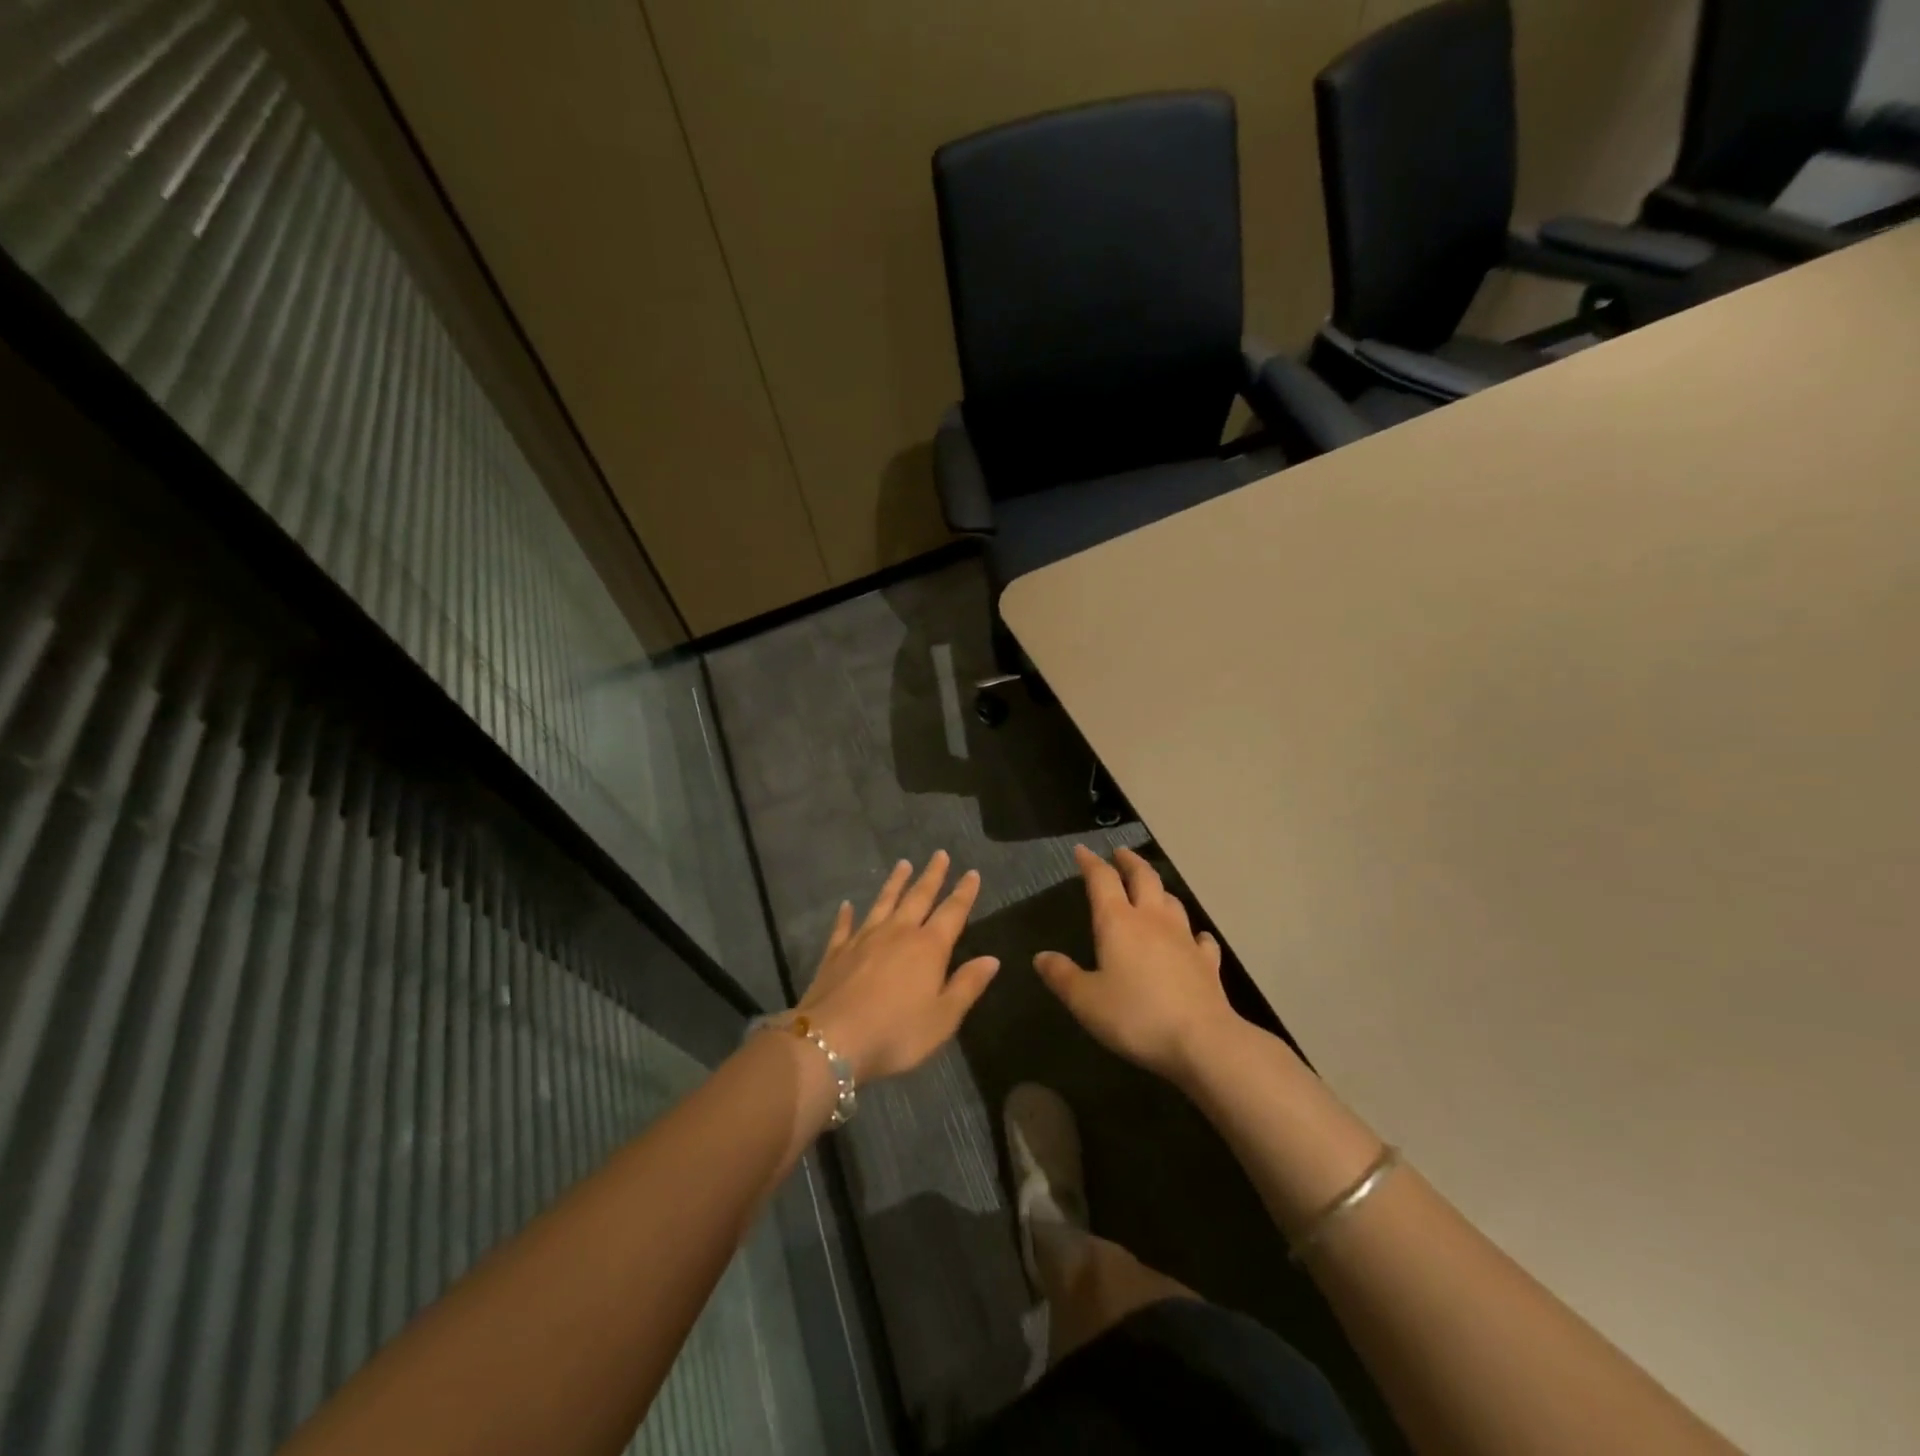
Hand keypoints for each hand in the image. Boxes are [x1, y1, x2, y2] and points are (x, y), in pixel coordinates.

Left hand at [797, 852, 999, 1082]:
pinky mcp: (836, 952)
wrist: (831, 1040)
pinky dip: (847, 914)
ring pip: (883, 902)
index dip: (964, 892)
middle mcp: (898, 933)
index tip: (972, 872)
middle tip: (939, 854)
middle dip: (932, 876)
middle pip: (918, 897)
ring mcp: (863, 939)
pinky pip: (844, 926)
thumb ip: (967, 985)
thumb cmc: (896, 1033)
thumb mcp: (943, 1018)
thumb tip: (991, 959)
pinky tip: (847, 904)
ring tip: (903, 864)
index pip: (952, 912)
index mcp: (928, 947)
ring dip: (895, 883)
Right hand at [1034, 846, 1238, 1084]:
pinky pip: (1200, 938)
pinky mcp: (1207, 962)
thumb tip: (1041, 957)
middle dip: (1129, 862)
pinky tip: (1194, 938)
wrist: (1202, 1041)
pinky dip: (1193, 932)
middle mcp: (1152, 920)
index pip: (1102, 879)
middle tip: (1120, 853)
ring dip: (1159, 889)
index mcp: (1118, 922)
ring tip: (1151, 888)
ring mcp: (1184, 938)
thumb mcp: (1086, 1000)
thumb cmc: (1136, 1016)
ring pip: (1171, 901)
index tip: (1082, 851)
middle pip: (1143, 877)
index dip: (1090, 863)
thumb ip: (1062, 976)